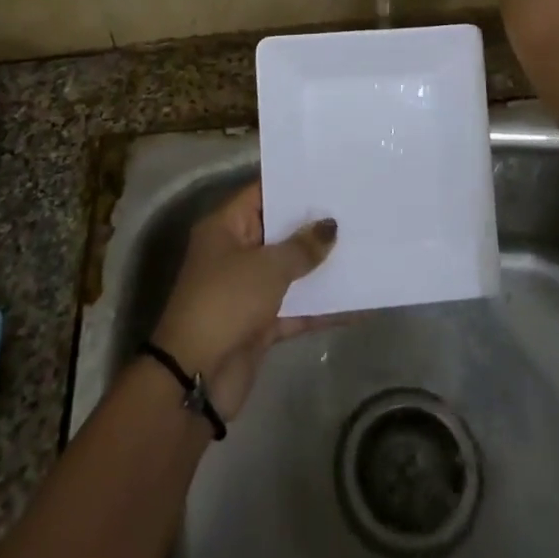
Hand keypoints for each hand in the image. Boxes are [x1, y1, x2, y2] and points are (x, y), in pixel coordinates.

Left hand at [151, 183, 338, 418]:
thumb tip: (330, 226)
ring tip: (363, 250)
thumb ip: (302, 247)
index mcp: (225, 227)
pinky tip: (358, 305)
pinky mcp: (260, 324)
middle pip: (278, 232)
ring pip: (289, 271)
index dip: (293, 186)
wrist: (195, 379)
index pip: (261, 194)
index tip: (330, 178)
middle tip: (355, 211)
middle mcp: (234, 253)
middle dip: (314, 227)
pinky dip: (321, 308)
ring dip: (321, 267)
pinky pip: (296, 308)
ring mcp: (247, 290)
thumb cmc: (226, 303)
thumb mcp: (267, 268)